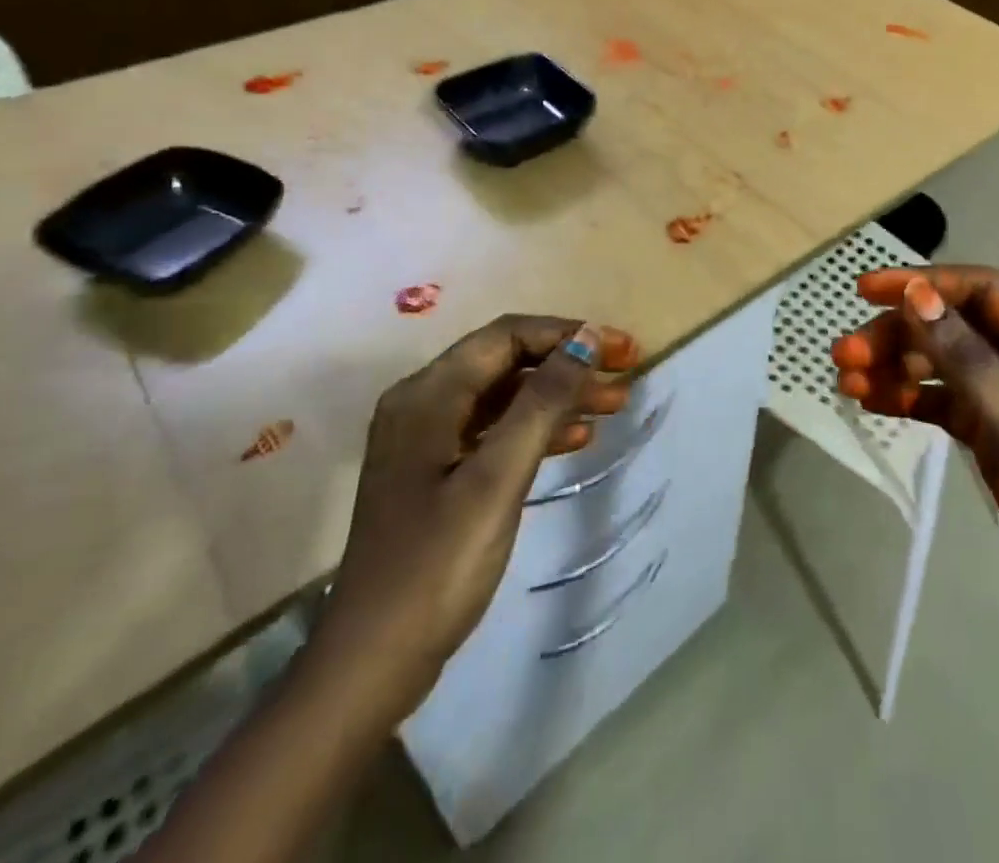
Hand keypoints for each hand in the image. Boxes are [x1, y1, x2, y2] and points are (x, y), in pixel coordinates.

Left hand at [309, 315, 640, 723]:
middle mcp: (424, 403)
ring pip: (506, 395)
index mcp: (429, 395)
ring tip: (616, 404)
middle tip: (626, 373)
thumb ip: (544, 401)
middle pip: (508, 361)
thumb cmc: (437, 565)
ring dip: (560, 394)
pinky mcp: (437, 472)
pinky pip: (496, 430)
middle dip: (569, 362)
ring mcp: (428, 440)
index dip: (569, 334)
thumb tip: (587, 338)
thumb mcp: (499, 478)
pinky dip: (538, 427)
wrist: (372, 665)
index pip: (508, 336)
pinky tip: (578, 438)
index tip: (621, 349)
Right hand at [833, 266, 998, 658]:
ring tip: (846, 380)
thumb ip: (971, 364)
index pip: (984, 292)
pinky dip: (908, 398)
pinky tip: (871, 402)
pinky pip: (945, 402)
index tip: (866, 290)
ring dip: (896, 365)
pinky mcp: (997, 437)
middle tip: (845, 355)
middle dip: (899, 334)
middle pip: (955, 325)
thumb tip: (916, 297)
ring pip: (944, 363)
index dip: (924, 283)